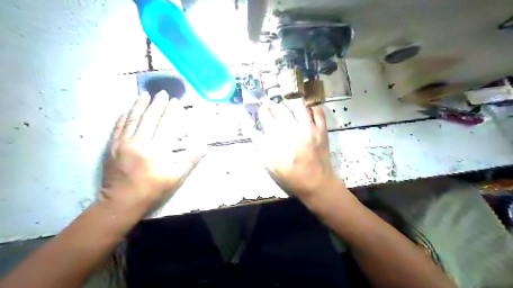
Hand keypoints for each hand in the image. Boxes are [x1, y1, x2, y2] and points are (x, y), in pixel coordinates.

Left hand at [100, 92, 204, 211]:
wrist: (121, 202)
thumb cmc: (152, 190)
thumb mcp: (175, 178)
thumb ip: (190, 161)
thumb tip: (205, 148)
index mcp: (155, 150)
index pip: (165, 124)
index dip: (171, 111)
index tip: (176, 101)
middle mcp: (138, 142)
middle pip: (148, 118)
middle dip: (157, 104)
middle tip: (162, 93)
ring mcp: (122, 143)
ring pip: (132, 119)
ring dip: (139, 105)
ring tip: (145, 94)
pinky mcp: (111, 146)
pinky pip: (118, 126)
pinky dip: (124, 116)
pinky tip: (127, 110)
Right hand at [261, 101, 344, 204]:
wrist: (316, 183)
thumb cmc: (291, 177)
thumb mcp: (270, 166)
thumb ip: (261, 147)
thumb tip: (253, 130)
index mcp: (278, 142)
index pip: (267, 119)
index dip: (263, 111)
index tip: (262, 108)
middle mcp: (293, 132)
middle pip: (281, 110)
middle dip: (274, 104)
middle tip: (272, 103)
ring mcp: (309, 130)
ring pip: (299, 107)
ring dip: (291, 102)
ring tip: (288, 102)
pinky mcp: (322, 131)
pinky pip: (318, 112)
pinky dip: (312, 107)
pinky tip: (307, 107)